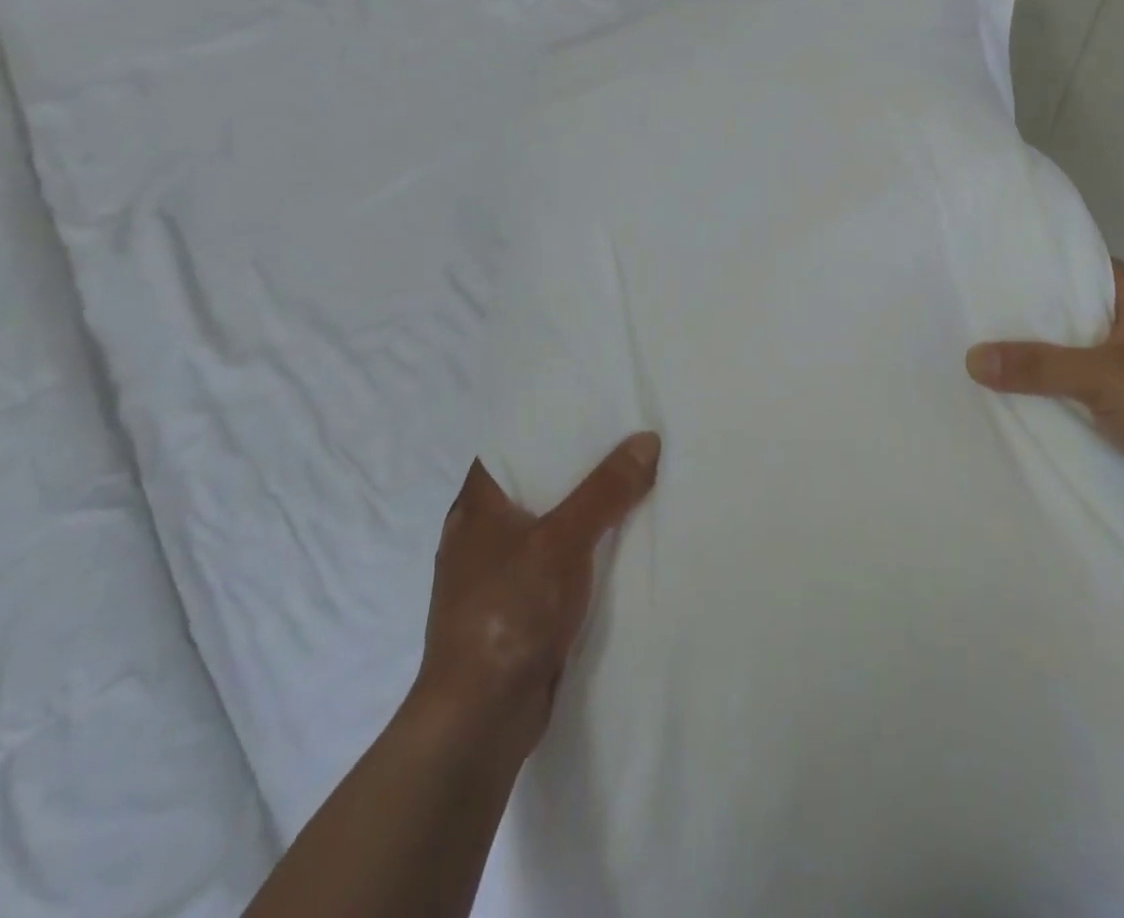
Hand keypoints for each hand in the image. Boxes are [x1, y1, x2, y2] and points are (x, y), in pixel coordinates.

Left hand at [412, 433, 660, 754]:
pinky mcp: (517, 608)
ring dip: (585, 509)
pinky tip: (621, 540)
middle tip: (627, 435)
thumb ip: (606, 490)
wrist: (480, 719)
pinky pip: (557, 561)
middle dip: (579, 465)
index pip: (512, 444)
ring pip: (550, 524)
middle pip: (537, 483)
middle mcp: (481, 533)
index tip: (592, 404)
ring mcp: (497, 573)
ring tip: (634, 478)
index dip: (549, 422)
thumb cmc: (509, 612)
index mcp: (476, 506)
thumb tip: (647, 439)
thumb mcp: (562, 541)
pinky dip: (584, 548)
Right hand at [967, 261, 1123, 529]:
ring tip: (988, 359)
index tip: (988, 276)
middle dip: (1032, 321)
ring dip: (1048, 362)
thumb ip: (1039, 367)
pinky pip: (1094, 390)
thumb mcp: (1106, 379)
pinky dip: (1066, 394)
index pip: (1081, 268)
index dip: (1036, 270)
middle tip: (975, 320)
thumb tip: (972, 357)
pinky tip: (1027, 400)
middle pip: (1077, 314)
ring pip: (1084, 355)